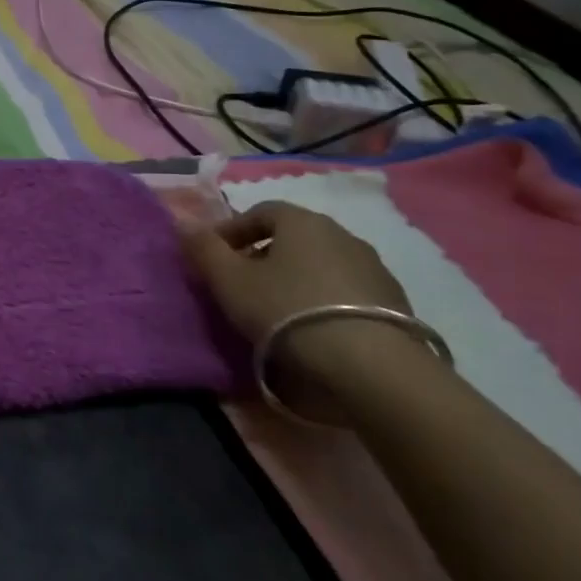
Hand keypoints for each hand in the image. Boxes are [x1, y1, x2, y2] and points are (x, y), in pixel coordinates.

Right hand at [182, 200, 421, 419]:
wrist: (373, 368)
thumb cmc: (287, 311)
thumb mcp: (229, 280)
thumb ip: (202, 249)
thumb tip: (183, 223)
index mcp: (301, 220)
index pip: (259, 211)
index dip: (231, 232)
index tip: (213, 258)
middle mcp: (341, 234)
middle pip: (292, 238)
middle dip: (263, 256)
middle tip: (241, 286)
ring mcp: (374, 268)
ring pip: (321, 265)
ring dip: (296, 280)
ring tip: (277, 313)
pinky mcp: (397, 304)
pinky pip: (347, 292)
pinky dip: (324, 302)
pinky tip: (313, 331)